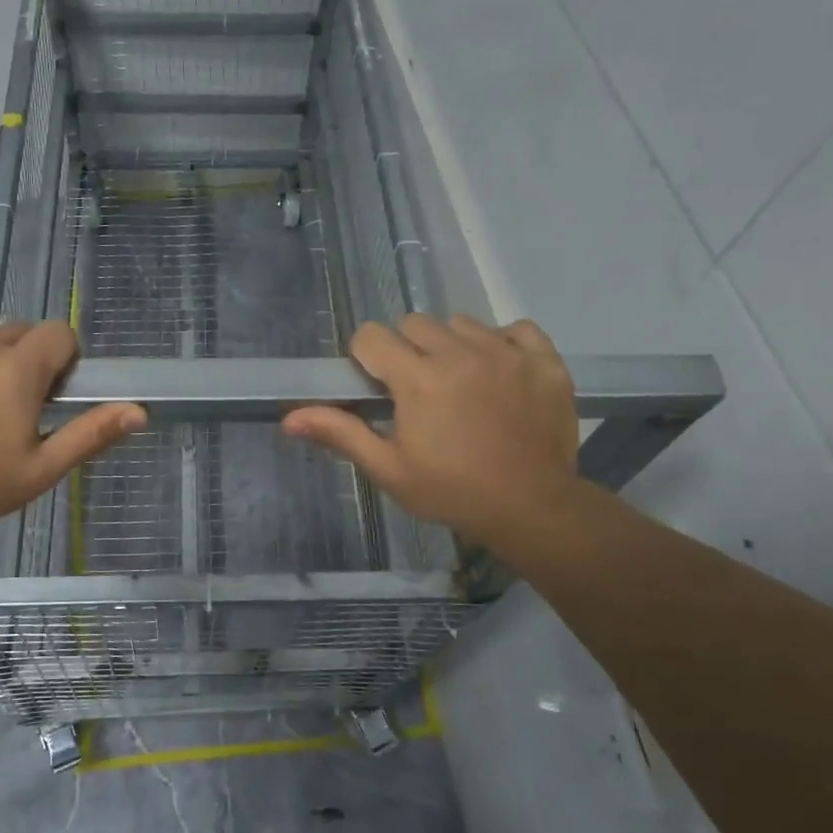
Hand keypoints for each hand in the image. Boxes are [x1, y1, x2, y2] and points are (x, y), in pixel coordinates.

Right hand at [283, 315, 583, 549]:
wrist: (531, 508)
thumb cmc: (450, 491)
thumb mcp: (389, 468)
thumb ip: (341, 433)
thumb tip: (289, 418)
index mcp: (417, 378)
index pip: (372, 335)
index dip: (367, 357)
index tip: (378, 385)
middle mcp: (460, 353)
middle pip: (415, 324)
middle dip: (407, 350)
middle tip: (418, 390)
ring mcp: (506, 352)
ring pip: (462, 324)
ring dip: (452, 346)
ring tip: (461, 384)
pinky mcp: (543, 360)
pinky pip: (515, 329)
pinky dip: (503, 344)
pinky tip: (500, 374)